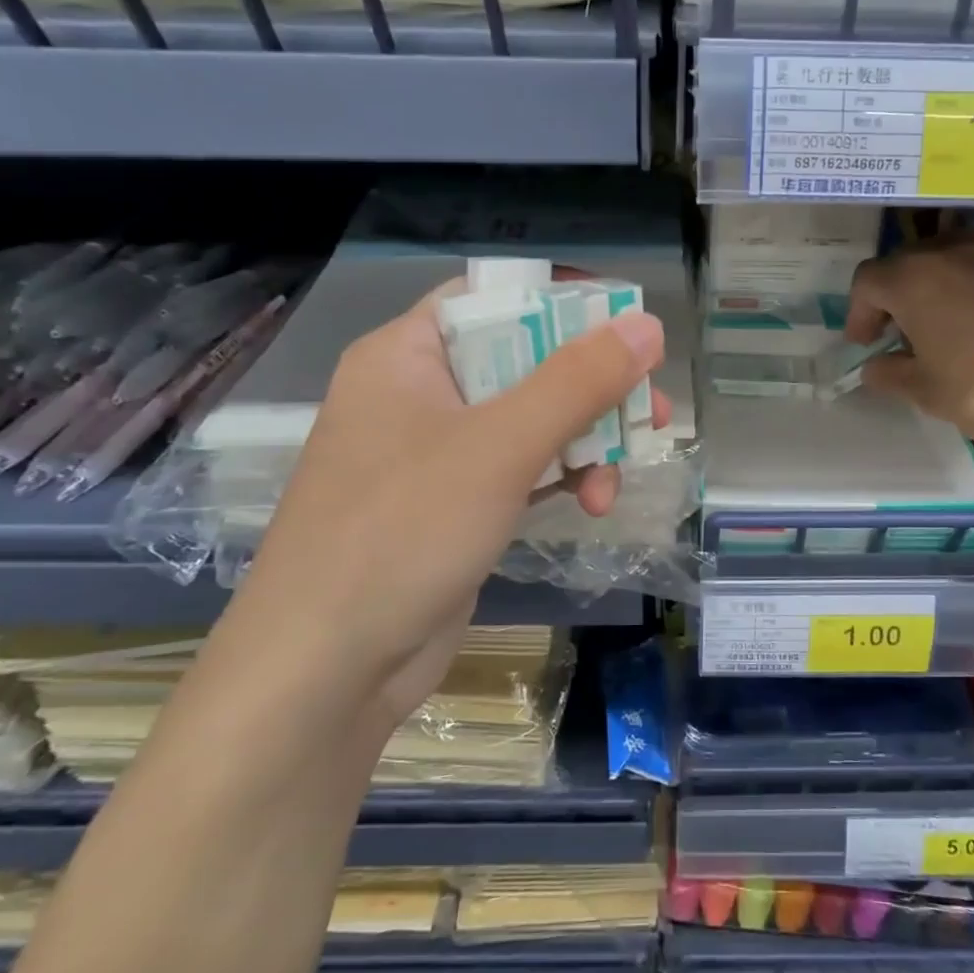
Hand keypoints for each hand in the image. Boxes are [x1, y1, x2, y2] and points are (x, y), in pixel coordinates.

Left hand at [233, 281, 665, 737]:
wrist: (323, 674)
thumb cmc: (402, 533)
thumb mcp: (500, 446)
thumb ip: (578, 381)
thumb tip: (648, 324)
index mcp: (408, 354)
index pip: (496, 298)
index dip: (565, 305)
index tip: (629, 330)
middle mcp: (419, 393)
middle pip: (524, 361)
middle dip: (592, 389)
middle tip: (651, 411)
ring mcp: (435, 453)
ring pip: (531, 419)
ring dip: (584, 441)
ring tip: (618, 480)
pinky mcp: (453, 504)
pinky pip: (521, 467)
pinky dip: (561, 477)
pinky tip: (594, 503)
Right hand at [845, 232, 973, 472]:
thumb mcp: (928, 392)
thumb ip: (892, 375)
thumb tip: (875, 367)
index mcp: (913, 278)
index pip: (868, 280)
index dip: (859, 312)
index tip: (865, 344)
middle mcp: (953, 251)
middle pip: (908, 261)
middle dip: (895, 295)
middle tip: (899, 333)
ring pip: (951, 259)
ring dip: (936, 287)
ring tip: (945, 327)